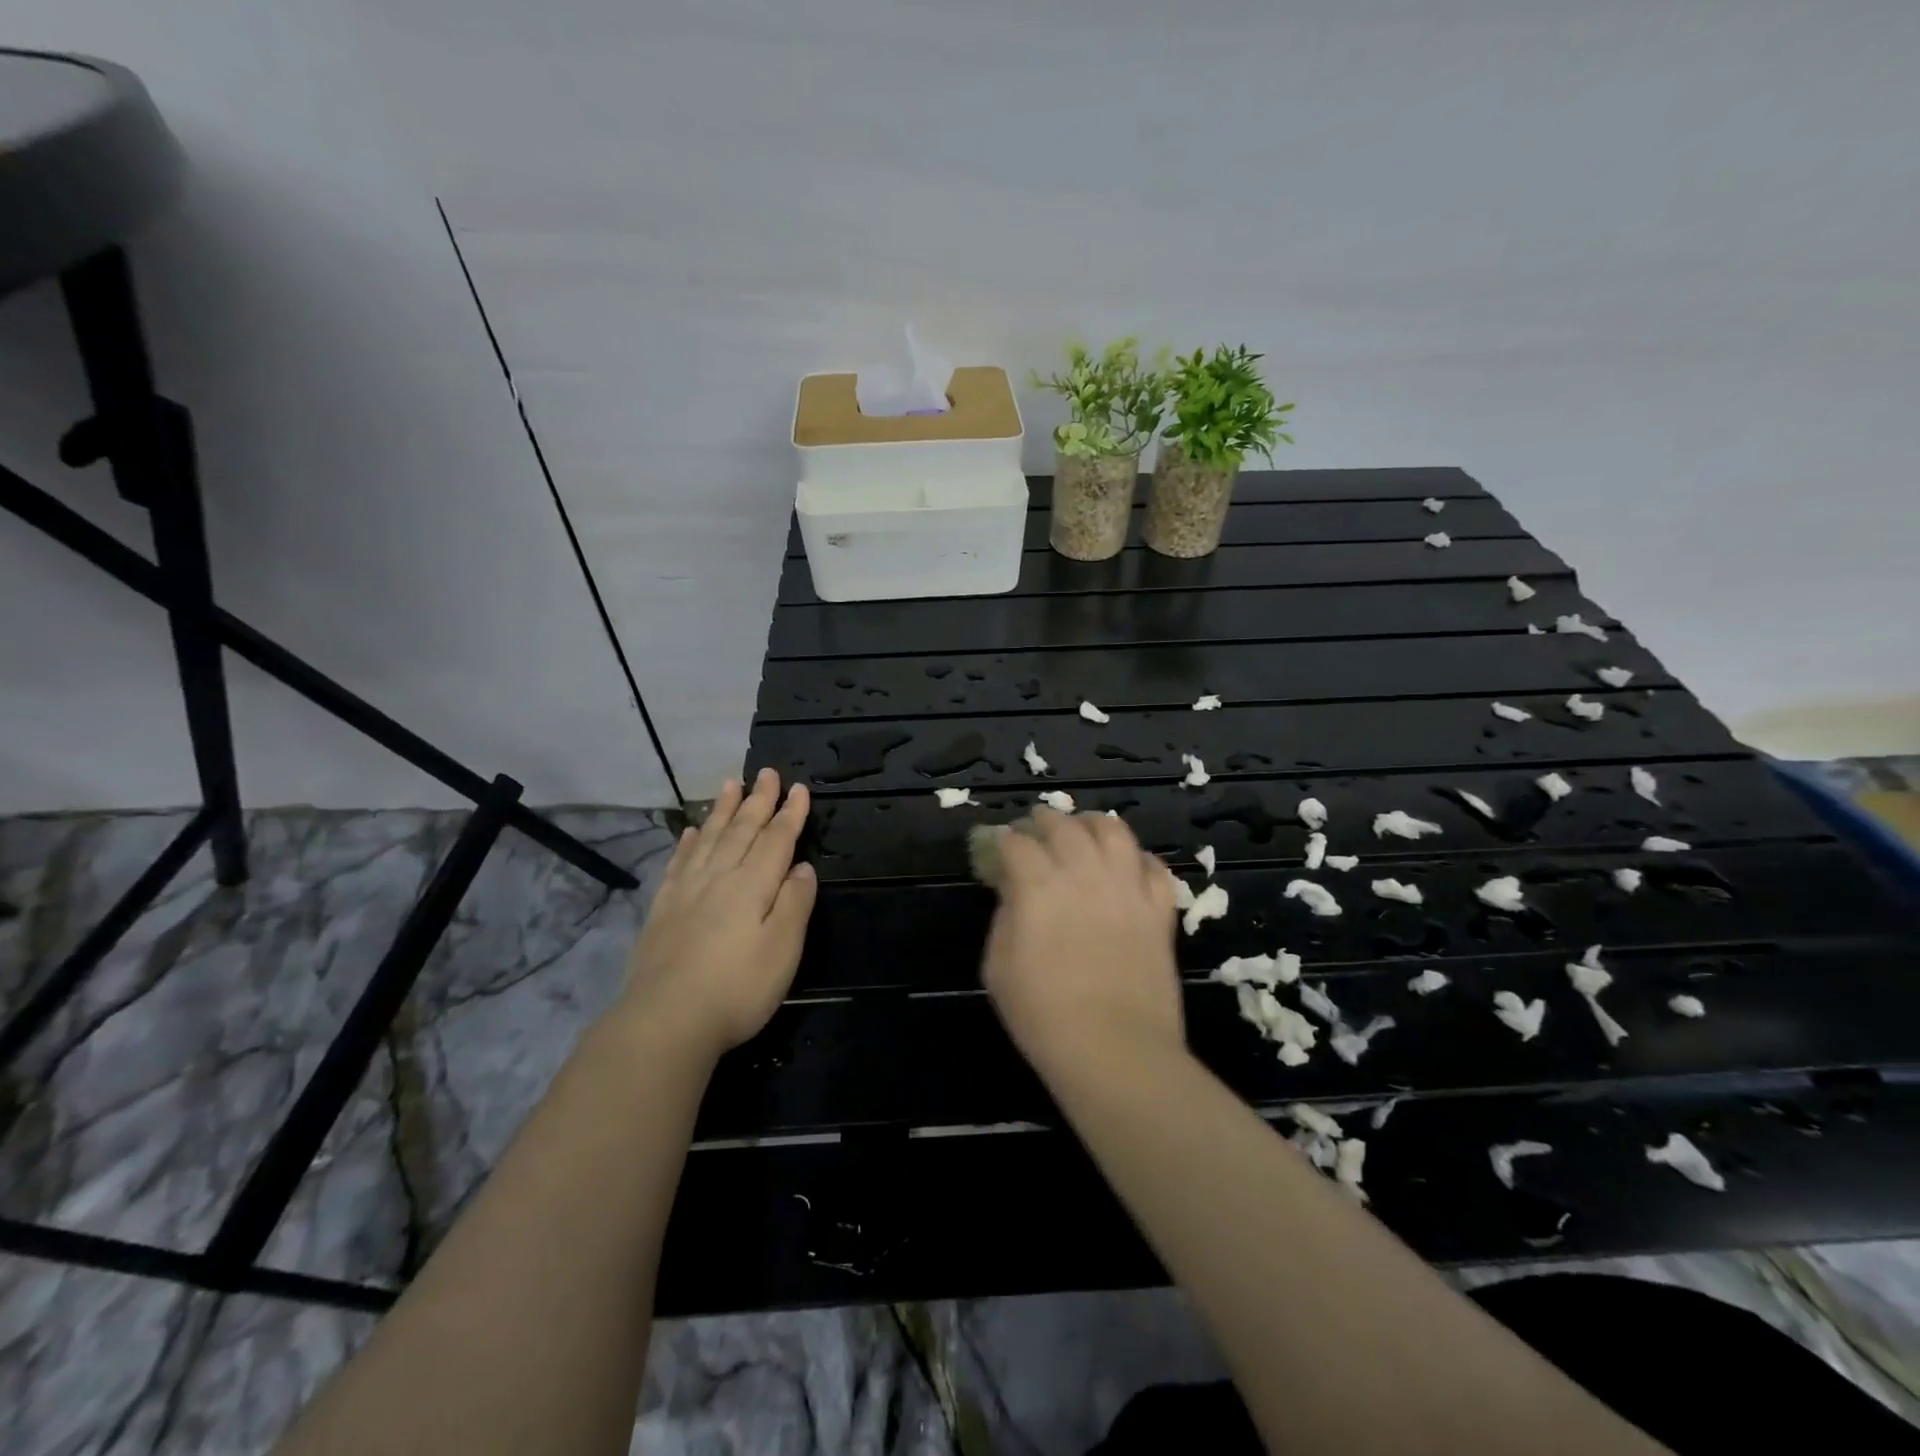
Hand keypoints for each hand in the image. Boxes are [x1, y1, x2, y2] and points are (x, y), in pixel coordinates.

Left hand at [619, 769, 815, 1057]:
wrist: (665, 1020)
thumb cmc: (737, 988)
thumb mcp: (783, 949)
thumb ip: (794, 903)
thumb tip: (802, 867)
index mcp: (753, 885)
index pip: (776, 840)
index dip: (790, 814)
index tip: (799, 788)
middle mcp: (719, 877)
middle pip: (742, 830)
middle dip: (758, 800)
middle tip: (766, 772)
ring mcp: (687, 891)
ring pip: (710, 838)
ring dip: (723, 810)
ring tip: (730, 784)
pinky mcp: (663, 908)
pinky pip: (680, 862)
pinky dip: (690, 842)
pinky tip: (693, 832)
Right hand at [981, 810, 1182, 1074]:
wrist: (1115, 1050)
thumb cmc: (1044, 1016)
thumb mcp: (998, 968)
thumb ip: (1004, 918)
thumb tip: (1014, 893)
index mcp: (1038, 887)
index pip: (1017, 843)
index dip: (1005, 839)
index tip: (1000, 845)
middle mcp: (1084, 875)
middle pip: (1064, 826)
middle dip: (1044, 820)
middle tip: (1036, 825)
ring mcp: (1127, 889)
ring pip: (1114, 832)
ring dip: (1092, 824)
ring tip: (1083, 829)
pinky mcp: (1159, 910)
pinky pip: (1155, 867)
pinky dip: (1138, 858)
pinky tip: (1127, 865)